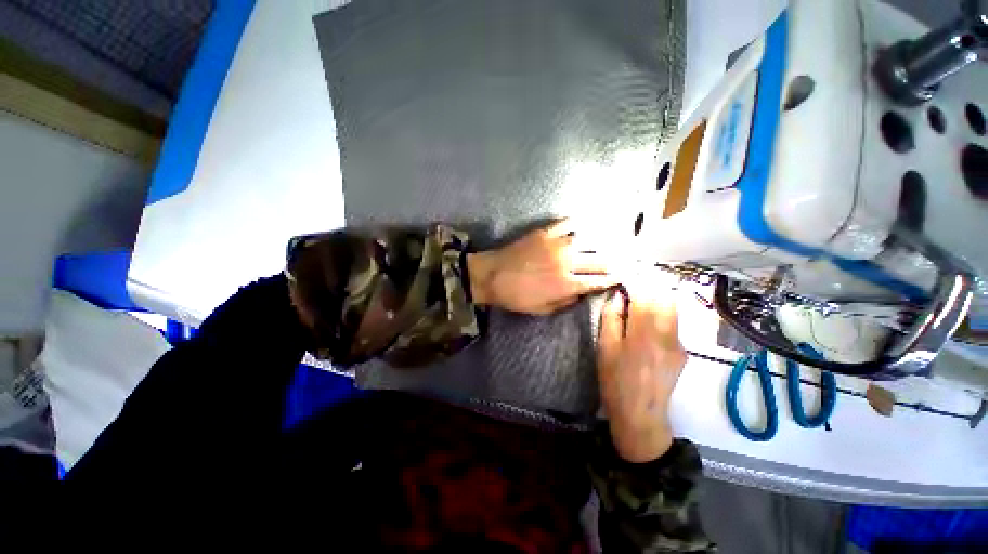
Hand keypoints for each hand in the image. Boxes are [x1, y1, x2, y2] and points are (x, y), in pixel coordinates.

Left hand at [467, 220, 617, 314]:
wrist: (492, 275)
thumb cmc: (516, 297)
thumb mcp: (542, 309)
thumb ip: (566, 301)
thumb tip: (582, 291)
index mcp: (566, 284)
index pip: (598, 281)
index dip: (614, 278)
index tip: (625, 275)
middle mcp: (567, 262)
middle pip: (600, 260)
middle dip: (617, 261)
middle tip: (629, 258)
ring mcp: (556, 245)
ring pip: (589, 241)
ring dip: (604, 242)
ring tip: (616, 241)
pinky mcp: (545, 233)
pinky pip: (567, 224)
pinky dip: (578, 223)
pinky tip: (586, 224)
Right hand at [597, 288, 686, 462]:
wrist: (641, 415)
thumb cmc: (615, 380)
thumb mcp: (605, 348)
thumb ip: (613, 319)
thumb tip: (619, 298)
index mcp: (644, 334)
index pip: (645, 297)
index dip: (637, 283)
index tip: (627, 276)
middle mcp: (667, 335)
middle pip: (666, 299)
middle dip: (652, 287)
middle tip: (635, 287)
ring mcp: (679, 345)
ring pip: (673, 310)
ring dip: (658, 300)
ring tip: (642, 301)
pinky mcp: (683, 353)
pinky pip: (674, 325)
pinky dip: (662, 316)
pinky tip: (649, 324)